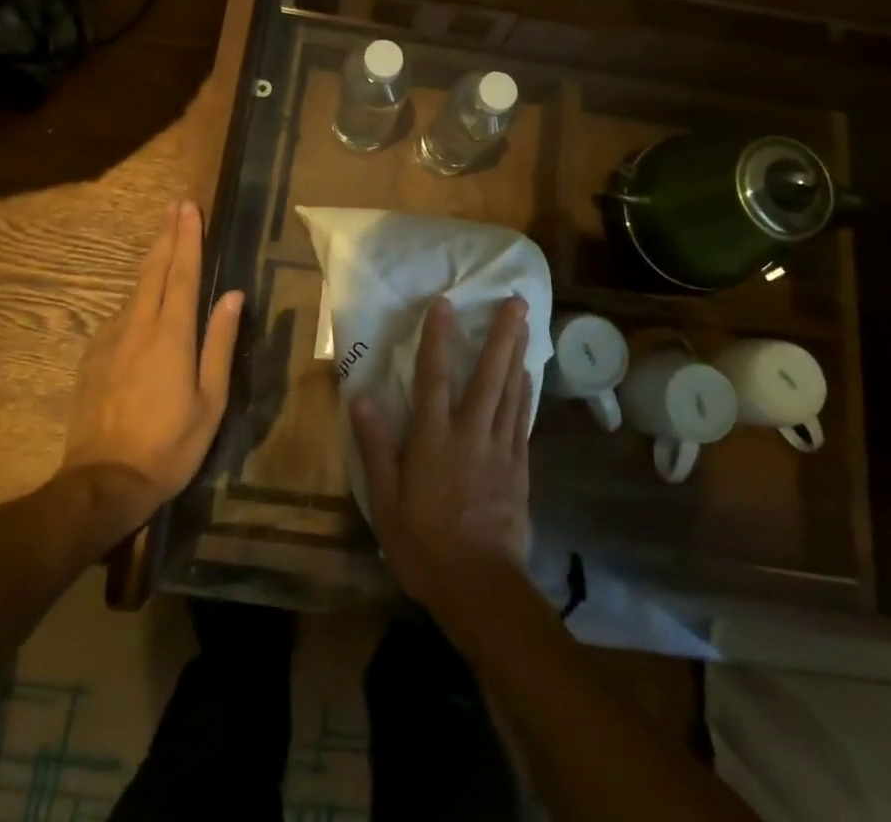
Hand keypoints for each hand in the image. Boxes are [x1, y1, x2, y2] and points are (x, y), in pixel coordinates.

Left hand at [60, 200, 242, 532]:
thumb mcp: (210, 400)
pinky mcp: (93, 355)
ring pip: (135, 289)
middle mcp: (138, 326)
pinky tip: (143, 297)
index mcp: (171, 335)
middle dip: (167, 235)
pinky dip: (137, 294)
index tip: (189, 207)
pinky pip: (121, 313)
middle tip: (176, 205)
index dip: (188, 238)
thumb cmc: (169, 444)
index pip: (182, 273)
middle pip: (154, 270)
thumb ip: (220, 343)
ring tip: (164, 239)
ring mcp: (110, 339)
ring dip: (152, 260)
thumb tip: (232, 295)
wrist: (103, 481)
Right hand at [350, 295, 532, 618]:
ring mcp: (500, 450)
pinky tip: (529, 376)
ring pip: (511, 392)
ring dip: (518, 354)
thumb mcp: (386, 502)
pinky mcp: (519, 469)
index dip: (437, 338)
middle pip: (488, 376)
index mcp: (433, 440)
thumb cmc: (425, 546)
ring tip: (527, 324)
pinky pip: (523, 421)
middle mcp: (470, 434)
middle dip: (501, 335)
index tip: (445, 303)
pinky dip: (525, 393)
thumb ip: (376, 447)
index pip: (433, 378)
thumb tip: (361, 397)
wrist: (482, 589)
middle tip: (516, 301)